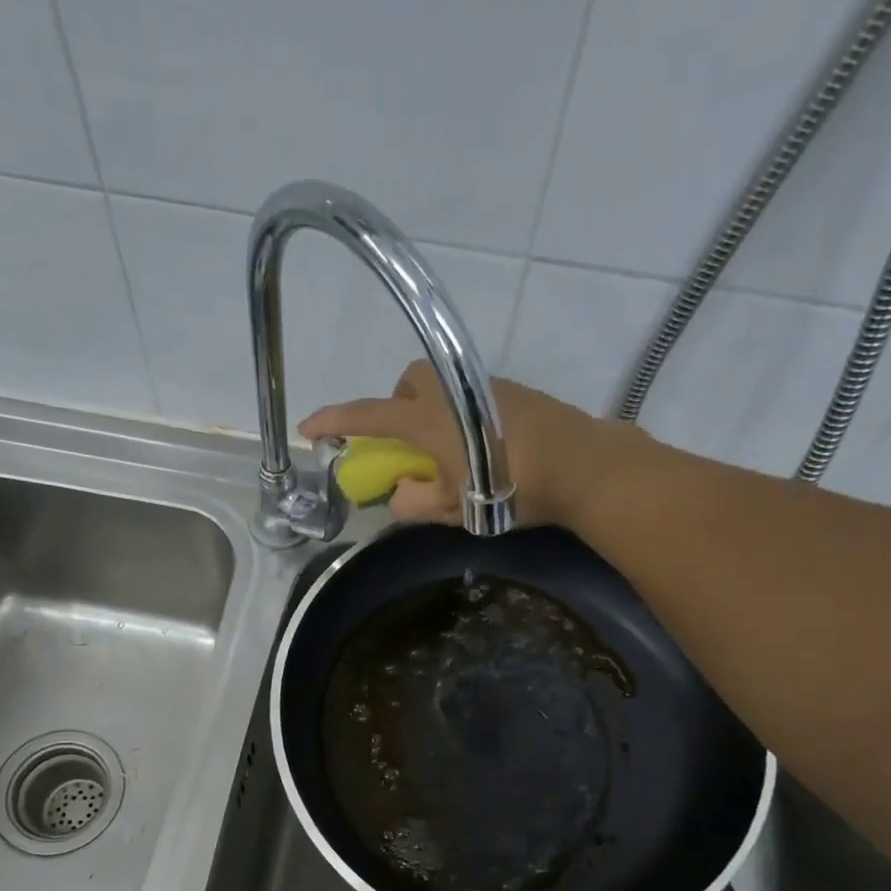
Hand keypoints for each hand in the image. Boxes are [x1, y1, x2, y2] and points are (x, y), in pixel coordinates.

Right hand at [298, 360, 623, 527]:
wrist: (582, 465)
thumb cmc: (511, 488)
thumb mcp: (453, 508)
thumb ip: (413, 503)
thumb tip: (398, 495)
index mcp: (429, 419)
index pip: (368, 417)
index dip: (334, 421)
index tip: (308, 428)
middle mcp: (452, 392)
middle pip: (407, 381)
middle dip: (394, 406)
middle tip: (404, 445)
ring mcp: (485, 387)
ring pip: (439, 386)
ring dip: (428, 412)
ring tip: (444, 452)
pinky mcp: (512, 393)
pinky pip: (467, 394)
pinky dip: (457, 415)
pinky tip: (479, 447)